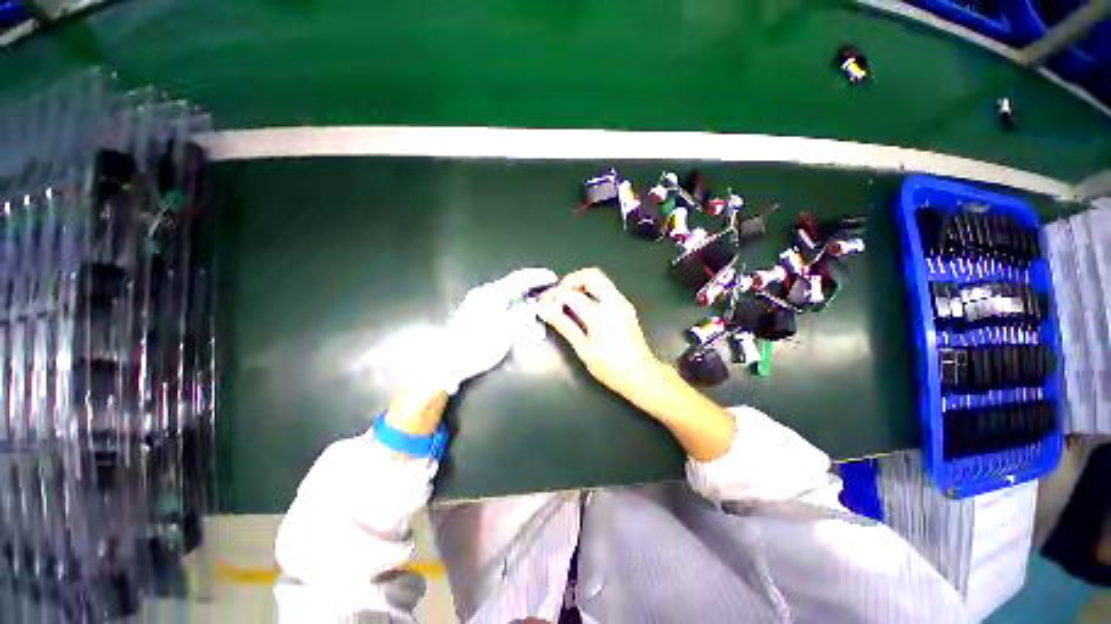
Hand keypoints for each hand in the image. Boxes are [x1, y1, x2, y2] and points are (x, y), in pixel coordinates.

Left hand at [430, 267, 557, 393]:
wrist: (448, 361)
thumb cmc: (479, 346)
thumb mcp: (506, 331)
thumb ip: (522, 314)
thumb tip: (532, 305)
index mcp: (492, 294)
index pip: (520, 278)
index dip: (538, 277)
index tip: (553, 278)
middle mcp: (484, 293)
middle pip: (513, 284)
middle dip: (531, 287)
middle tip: (546, 291)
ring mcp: (477, 301)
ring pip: (506, 293)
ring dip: (521, 297)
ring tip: (534, 304)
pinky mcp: (474, 310)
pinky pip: (499, 301)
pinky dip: (511, 304)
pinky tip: (517, 313)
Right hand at [537, 268, 663, 401]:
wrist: (640, 375)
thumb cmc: (609, 366)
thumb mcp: (582, 347)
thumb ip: (563, 324)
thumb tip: (542, 309)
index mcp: (600, 314)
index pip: (571, 295)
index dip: (553, 296)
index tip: (541, 303)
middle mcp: (614, 301)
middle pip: (590, 275)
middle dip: (570, 280)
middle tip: (557, 295)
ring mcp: (622, 302)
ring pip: (600, 279)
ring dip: (581, 284)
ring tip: (566, 299)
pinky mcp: (626, 306)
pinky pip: (606, 289)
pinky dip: (591, 290)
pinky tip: (582, 306)